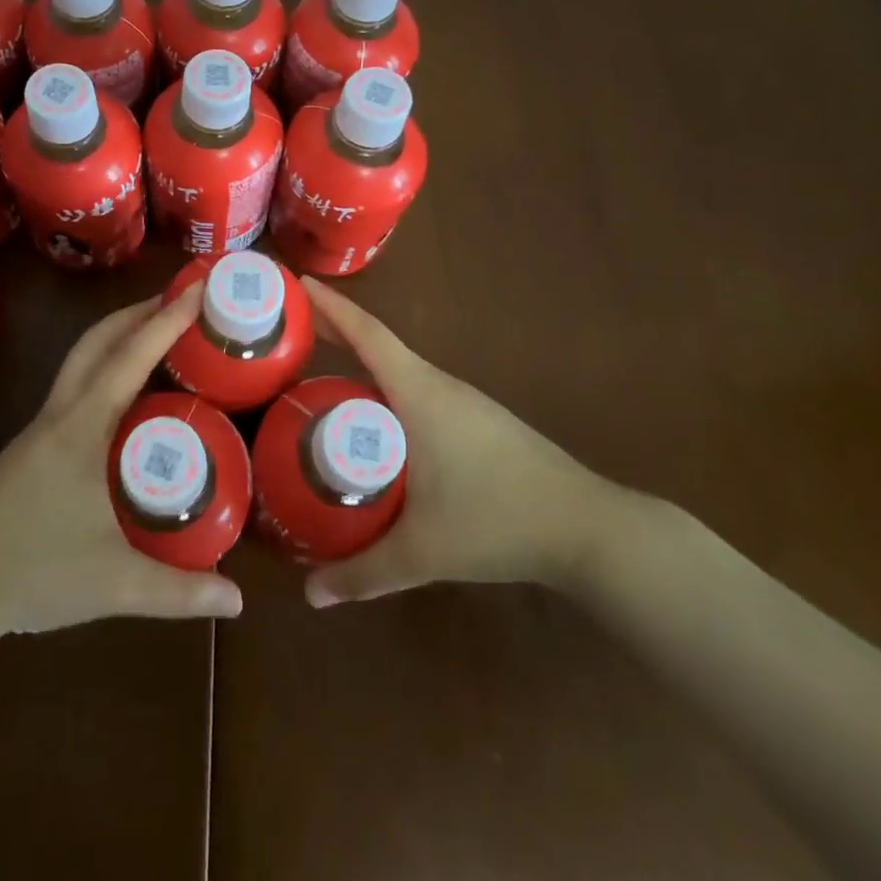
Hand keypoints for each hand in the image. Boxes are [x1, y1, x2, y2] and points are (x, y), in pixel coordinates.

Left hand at [0, 283, 244, 635]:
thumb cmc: (30, 573)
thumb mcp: (113, 584)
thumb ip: (178, 593)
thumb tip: (238, 601)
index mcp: (82, 427)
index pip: (131, 358)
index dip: (167, 320)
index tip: (198, 288)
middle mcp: (61, 413)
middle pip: (98, 341)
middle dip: (139, 311)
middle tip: (182, 300)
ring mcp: (42, 427)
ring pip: (82, 359)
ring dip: (119, 335)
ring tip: (159, 334)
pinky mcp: (32, 446)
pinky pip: (77, 385)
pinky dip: (105, 366)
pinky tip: (125, 394)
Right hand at [301, 277, 630, 607]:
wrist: (590, 529)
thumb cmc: (499, 521)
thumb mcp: (423, 551)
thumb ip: (364, 573)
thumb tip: (310, 596)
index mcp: (420, 393)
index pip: (368, 335)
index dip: (331, 307)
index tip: (299, 284)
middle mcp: (439, 386)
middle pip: (378, 345)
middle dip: (335, 332)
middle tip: (290, 334)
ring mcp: (463, 402)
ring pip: (399, 371)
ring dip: (361, 363)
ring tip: (320, 375)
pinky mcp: (477, 422)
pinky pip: (417, 391)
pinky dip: (385, 389)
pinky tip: (375, 421)